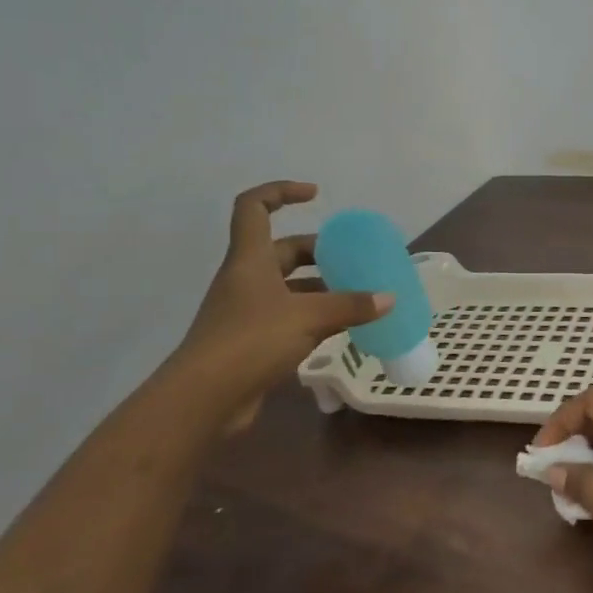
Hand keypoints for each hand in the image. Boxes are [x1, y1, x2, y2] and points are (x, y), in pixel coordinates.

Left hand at [176, 182, 391, 429]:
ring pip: (290, 287)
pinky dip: (316, 317)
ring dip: (321, 287)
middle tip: (353, 258)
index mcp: (250, 260)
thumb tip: (388, 298)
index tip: (315, 195)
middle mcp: (247, 279)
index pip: (255, 207)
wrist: (203, 400)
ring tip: (359, 294)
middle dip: (318, 250)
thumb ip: (350, 305)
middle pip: (282, 251)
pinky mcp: (253, 342)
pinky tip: (344, 327)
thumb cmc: (251, 341)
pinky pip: (290, 318)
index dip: (281, 192)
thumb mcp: (309, 317)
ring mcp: (248, 312)